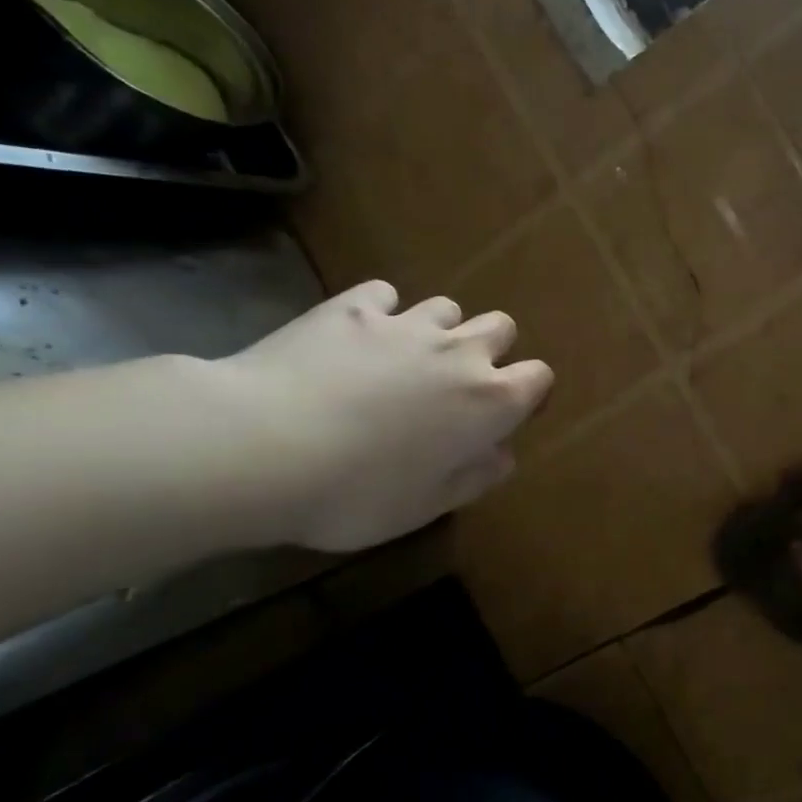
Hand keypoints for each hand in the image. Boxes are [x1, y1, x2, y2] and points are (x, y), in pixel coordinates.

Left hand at [214, 280, 551, 551]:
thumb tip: (501, 454)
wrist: (262, 447)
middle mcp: (459, 352)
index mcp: (489, 401)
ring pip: (447, 307)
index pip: (539, 377)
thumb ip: (475, 476)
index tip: (504, 416)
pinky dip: (382, 312)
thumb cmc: (357, 492)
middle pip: (501, 328)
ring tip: (405, 359)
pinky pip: (385, 295)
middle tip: (455, 386)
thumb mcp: (427, 506)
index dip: (527, 394)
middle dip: (490, 350)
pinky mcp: (353, 307)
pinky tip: (357, 337)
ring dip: (439, 330)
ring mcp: (406, 323)